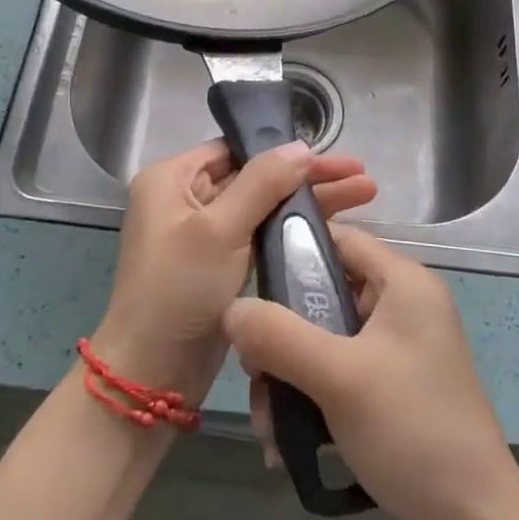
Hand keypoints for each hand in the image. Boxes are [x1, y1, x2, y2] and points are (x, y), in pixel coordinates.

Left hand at [92, 140, 377, 405]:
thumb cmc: (179, 289)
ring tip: (365, 194)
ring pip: (263, 206)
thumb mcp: (220, 229)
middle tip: (361, 176)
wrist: (153, 373)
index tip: (331, 155)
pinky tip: (332, 226)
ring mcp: (202, 233)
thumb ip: (263, 183)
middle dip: (308, 177)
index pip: (235, 149)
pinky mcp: (218, 265)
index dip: (284, 150)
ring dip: (308, 202)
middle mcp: (184, 198)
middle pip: (255, 176)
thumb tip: (301, 146)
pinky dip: (292, 229)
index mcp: (172, 179)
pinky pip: (260, 235)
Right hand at [222, 225, 518, 519]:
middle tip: (253, 375)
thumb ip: (280, 335)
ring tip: (268, 430)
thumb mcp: (339, 377)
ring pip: (324, 341)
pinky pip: (338, 376)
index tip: (246, 285)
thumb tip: (230, 308)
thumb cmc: (412, 431)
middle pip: (324, 295)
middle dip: (280, 336)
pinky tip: (286, 446)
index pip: (338, 239)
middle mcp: (403, 307)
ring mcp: (399, 351)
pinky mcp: (393, 389)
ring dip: (289, 379)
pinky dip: (310, 401)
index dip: (290, 251)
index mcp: (403, 283)